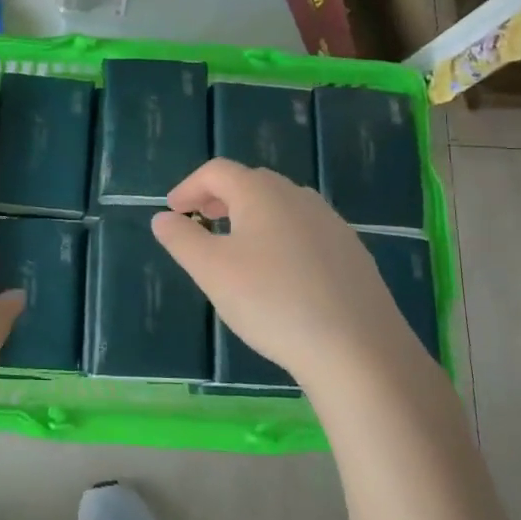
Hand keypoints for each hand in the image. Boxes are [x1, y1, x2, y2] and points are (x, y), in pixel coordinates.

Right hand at [152, 158, 423, 388]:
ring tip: (237, 247)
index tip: (173, 211)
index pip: (217, 171)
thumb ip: (182, 239)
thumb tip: (163, 218)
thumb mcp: (212, 272)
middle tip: (201, 222)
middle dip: (220, 198)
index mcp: (261, 192)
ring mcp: (330, 223)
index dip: (189, 186)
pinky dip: (280, 237)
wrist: (358, 348)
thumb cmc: (272, 301)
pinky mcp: (351, 252)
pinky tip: (280, 274)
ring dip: (252, 216)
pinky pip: (305, 231)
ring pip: (281, 206)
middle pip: (251, 183)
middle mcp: (298, 196)